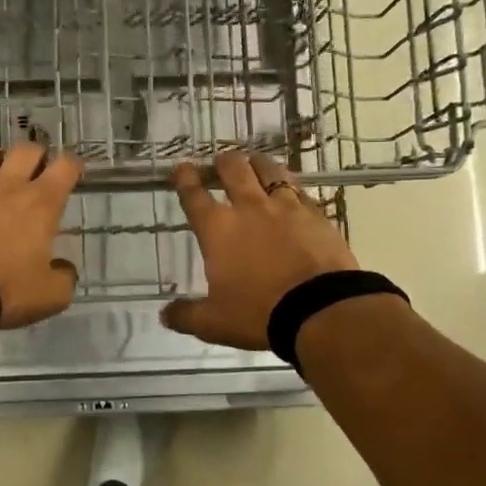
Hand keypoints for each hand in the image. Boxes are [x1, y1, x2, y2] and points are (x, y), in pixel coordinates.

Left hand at [0, 142, 82, 329]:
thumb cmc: (4, 290)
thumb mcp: (50, 295)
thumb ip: (64, 277)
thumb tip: (63, 269)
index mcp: (41, 203)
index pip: (65, 167)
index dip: (73, 166)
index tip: (74, 173)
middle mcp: (7, 185)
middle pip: (27, 150)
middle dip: (37, 157)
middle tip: (38, 173)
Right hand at [162, 151, 357, 348]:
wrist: (320, 310)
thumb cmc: (258, 313)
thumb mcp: (214, 323)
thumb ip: (186, 316)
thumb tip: (165, 315)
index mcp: (217, 229)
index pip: (193, 194)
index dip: (184, 178)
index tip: (181, 169)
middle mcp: (248, 207)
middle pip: (232, 168)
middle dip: (222, 162)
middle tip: (219, 165)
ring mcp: (285, 206)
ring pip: (269, 169)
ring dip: (257, 163)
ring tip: (254, 164)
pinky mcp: (316, 213)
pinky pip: (299, 190)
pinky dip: (290, 186)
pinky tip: (291, 191)